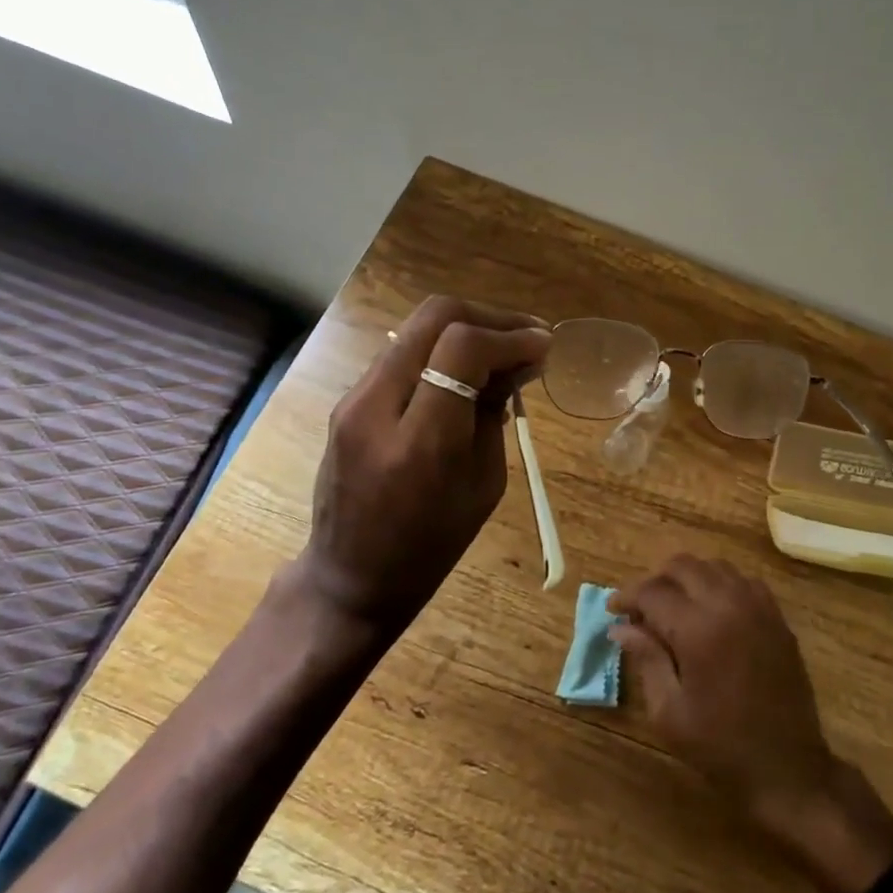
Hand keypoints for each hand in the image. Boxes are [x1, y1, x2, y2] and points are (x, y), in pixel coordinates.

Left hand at [299, 296, 549, 634]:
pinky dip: (442, 351)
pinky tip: (468, 373)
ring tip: (504, 352)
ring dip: (466, 330)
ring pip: (417, 329)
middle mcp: (376, 405)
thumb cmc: (430, 547)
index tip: (544, 346)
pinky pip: (404, 355)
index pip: (462, 347)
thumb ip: (495, 414)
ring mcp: (354, 398)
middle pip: (435, 317)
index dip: (510, 337)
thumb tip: (519, 362)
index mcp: (419, 440)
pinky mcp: (348, 400)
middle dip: (490, 318)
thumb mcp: (483, 484)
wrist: (350, 576)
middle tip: (528, 337)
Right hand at [612, 554, 892, 892]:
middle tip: (641, 609)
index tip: (613, 610)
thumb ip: (646, 659)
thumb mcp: (669, 712)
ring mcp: (757, 607)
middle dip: (655, 580)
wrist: (788, 769)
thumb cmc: (720, 746)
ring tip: (673, 608)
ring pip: (714, 566)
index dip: (627, 597)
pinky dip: (719, 584)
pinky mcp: (777, 617)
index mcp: (698, 629)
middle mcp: (728, 604)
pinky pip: (742, 580)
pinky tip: (710, 611)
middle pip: (683, 565)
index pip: (652, 591)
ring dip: (688, 578)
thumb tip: (620, 628)